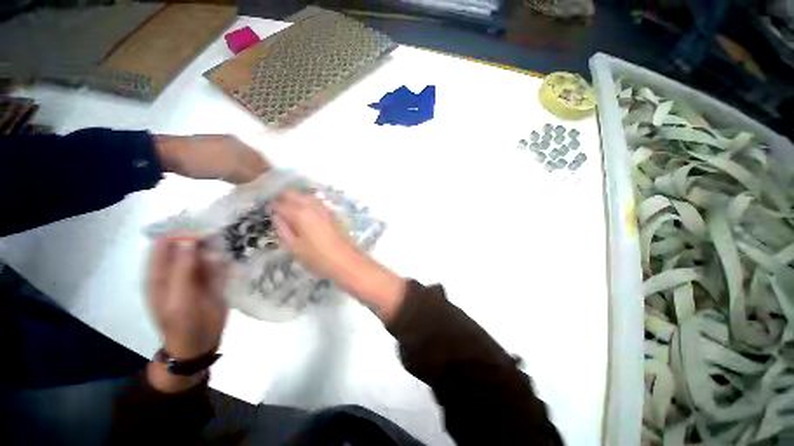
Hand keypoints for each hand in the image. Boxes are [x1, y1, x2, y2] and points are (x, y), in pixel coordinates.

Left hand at [147, 237, 227, 391]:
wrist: (201, 343)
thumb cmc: (183, 324)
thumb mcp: (179, 299)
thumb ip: (183, 269)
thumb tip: (190, 239)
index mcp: (159, 273)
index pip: (164, 242)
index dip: (180, 232)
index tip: (202, 228)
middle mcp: (177, 269)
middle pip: (187, 243)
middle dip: (203, 235)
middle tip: (223, 229)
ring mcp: (196, 273)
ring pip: (205, 250)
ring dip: (217, 244)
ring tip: (232, 238)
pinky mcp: (213, 277)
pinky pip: (219, 261)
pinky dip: (226, 255)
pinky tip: (236, 252)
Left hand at [155, 134, 268, 183]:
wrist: (168, 154)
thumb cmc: (203, 161)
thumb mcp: (232, 170)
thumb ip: (253, 175)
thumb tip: (270, 182)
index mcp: (242, 145)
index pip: (265, 160)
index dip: (270, 173)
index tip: (273, 187)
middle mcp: (236, 144)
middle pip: (255, 161)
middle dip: (260, 174)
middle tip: (263, 189)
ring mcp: (223, 147)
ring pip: (244, 163)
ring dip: (248, 174)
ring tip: (251, 187)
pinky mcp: (213, 153)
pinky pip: (232, 164)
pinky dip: (237, 173)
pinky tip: (235, 180)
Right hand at [271, 190, 405, 321]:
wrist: (345, 260)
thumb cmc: (318, 258)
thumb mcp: (294, 247)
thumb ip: (283, 229)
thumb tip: (278, 216)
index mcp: (300, 214)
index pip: (280, 204)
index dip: (272, 207)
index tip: (267, 212)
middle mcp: (312, 206)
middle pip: (294, 194)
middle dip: (283, 198)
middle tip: (277, 209)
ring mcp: (324, 209)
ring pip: (306, 195)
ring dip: (296, 198)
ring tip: (289, 209)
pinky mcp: (331, 213)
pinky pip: (316, 201)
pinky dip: (307, 202)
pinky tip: (305, 212)